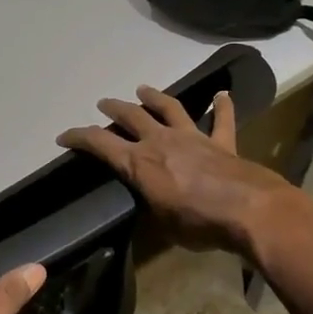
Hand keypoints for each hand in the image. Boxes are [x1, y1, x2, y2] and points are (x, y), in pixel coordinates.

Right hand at [57, 85, 293, 255]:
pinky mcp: (222, 143)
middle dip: (114, 109)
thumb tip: (148, 204)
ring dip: (154, 97)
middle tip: (103, 104)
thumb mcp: (161, 224)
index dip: (79, 137)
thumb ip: (151, 207)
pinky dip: (223, 107)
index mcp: (139, 163)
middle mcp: (161, 142)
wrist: (249, 211)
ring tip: (143, 89)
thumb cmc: (198, 223)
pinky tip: (223, 94)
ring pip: (170, 108)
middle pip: (132, 117)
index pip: (100, 144)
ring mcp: (193, 138)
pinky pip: (223, 121)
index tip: (64, 136)